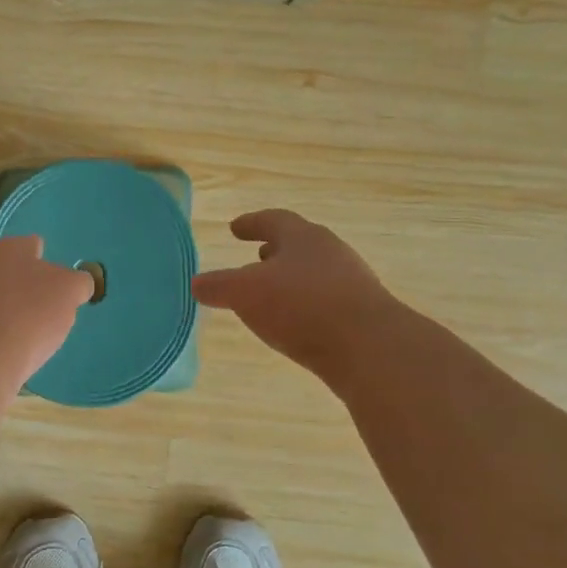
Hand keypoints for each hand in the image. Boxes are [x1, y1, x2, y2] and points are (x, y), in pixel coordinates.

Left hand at [0, 236, 93, 390]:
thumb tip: (76, 284)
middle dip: (21, 289)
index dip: (45, 262)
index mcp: (11, 249)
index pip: (32, 246)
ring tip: (21, 340)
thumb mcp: (69, 294)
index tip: (56, 282)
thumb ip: (76, 284)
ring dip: (0, 314)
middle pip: (6, 273)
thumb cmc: (29, 315)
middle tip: (41, 313)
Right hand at [193, 210, 398, 379]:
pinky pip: (327, 300)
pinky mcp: (363, 313)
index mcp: (302, 237)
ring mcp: (352, 282)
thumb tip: (197, 283)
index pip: (273, 220)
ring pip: (315, 272)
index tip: (235, 228)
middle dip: (275, 250)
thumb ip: (219, 286)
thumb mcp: (246, 293)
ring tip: (273, 294)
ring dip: (292, 278)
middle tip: (256, 257)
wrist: (370, 347)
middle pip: (299, 244)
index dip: (251, 223)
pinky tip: (297, 323)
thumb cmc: (301, 306)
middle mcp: (330, 252)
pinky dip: (307, 304)